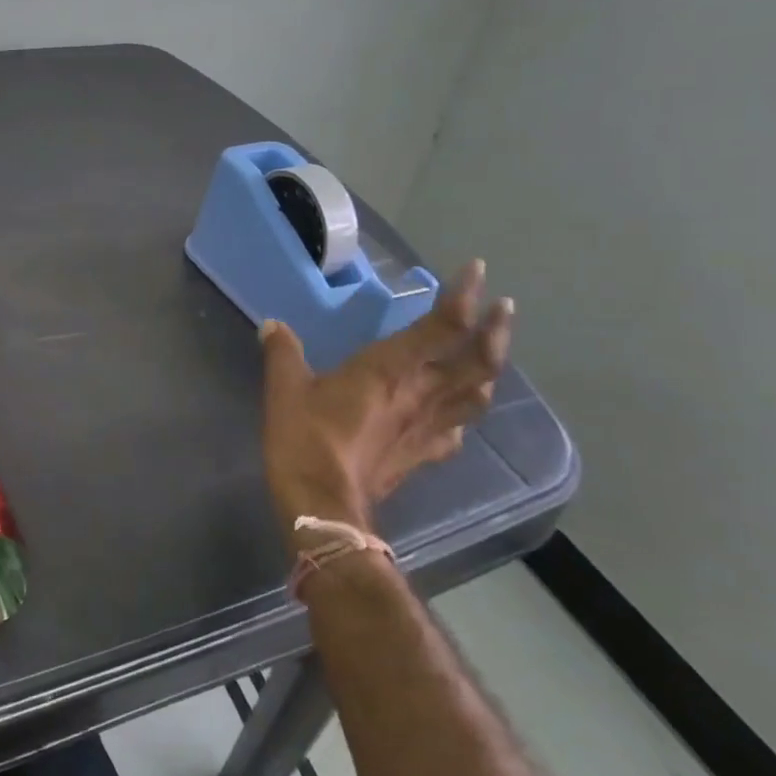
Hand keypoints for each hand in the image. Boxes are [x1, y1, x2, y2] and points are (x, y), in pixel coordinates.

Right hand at [258, 261, 511, 542]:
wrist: (322, 506)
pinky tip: (455, 414)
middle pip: (477, 360)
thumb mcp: (285, 387)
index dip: (464, 295)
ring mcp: (427, 428)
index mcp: (390, 369)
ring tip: (487, 354)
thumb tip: (272, 325)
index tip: (477, 269)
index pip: (442, 326)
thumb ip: (283, 351)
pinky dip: (462, 414)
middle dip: (495, 330)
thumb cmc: (306, 438)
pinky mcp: (422, 455)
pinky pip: (455, 431)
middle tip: (503, 308)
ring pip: (475, 395)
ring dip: (489, 369)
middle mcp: (420, 394)